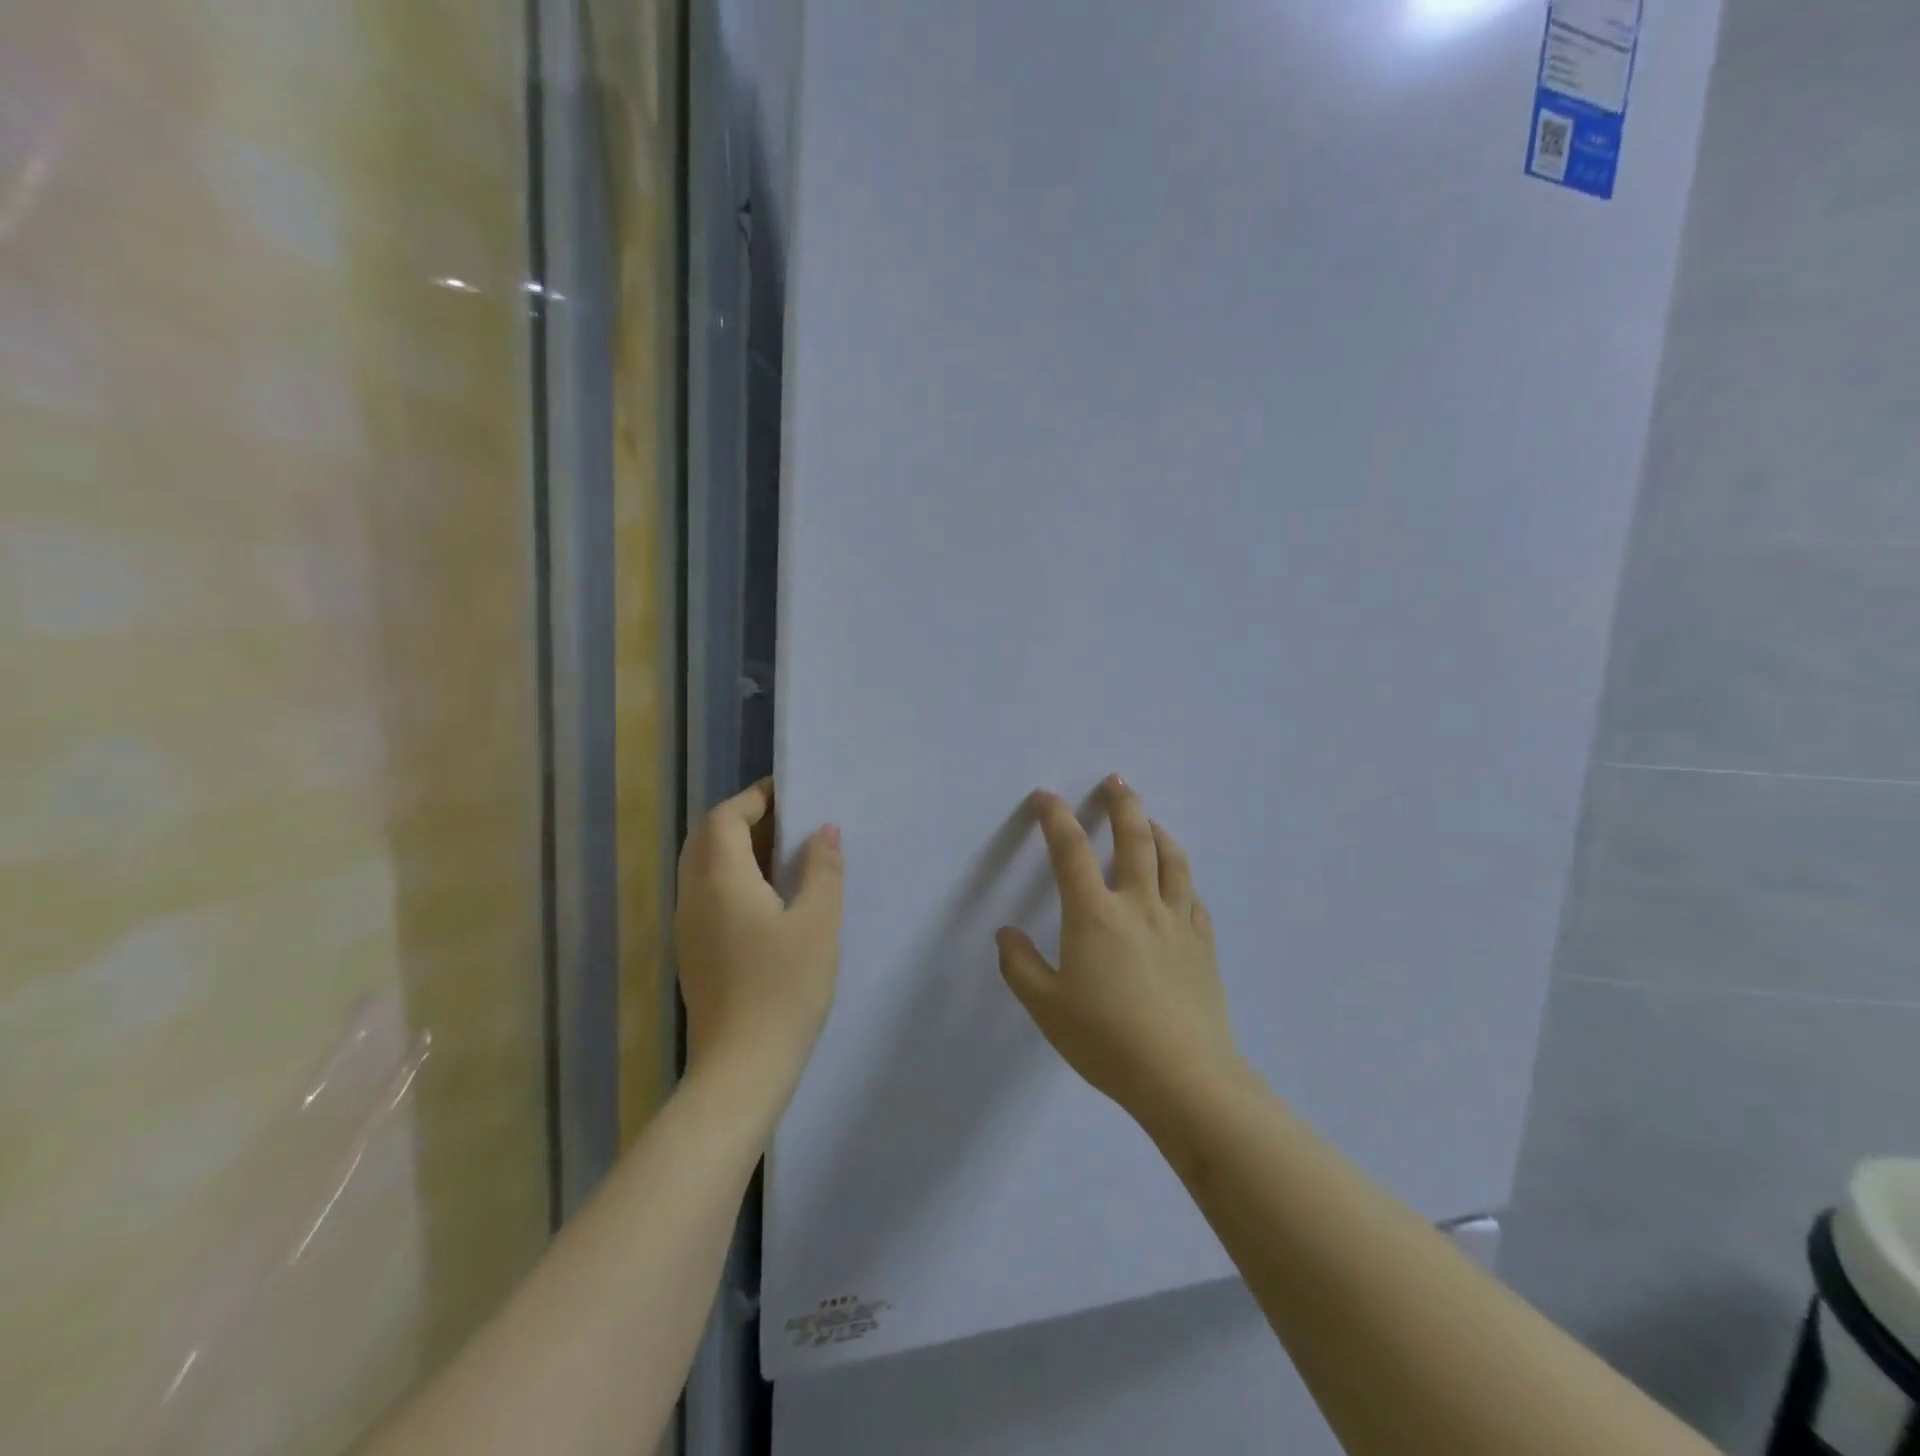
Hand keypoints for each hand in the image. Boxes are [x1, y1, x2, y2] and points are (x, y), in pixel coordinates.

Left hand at [675, 781, 843, 1085]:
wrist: (742, 1069)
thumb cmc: (784, 988)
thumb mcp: (818, 923)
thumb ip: (822, 869)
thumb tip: (823, 831)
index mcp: (720, 879)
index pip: (725, 817)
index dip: (755, 798)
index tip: (790, 793)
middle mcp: (694, 896)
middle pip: (707, 838)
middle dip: (744, 819)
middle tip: (789, 821)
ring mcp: (688, 927)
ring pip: (703, 868)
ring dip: (737, 849)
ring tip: (784, 855)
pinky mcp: (693, 953)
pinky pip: (707, 895)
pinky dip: (733, 878)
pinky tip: (769, 899)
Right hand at [996, 777, 1241, 1118]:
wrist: (1183, 1078)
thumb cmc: (1106, 1041)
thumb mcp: (1047, 1007)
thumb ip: (1020, 965)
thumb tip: (1006, 933)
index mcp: (1094, 914)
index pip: (1071, 850)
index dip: (1055, 817)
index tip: (1044, 798)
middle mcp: (1138, 904)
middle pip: (1134, 837)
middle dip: (1121, 803)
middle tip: (1114, 781)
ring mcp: (1177, 921)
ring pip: (1172, 858)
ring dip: (1157, 830)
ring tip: (1147, 820)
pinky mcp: (1203, 943)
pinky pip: (1193, 895)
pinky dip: (1181, 877)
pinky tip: (1177, 883)